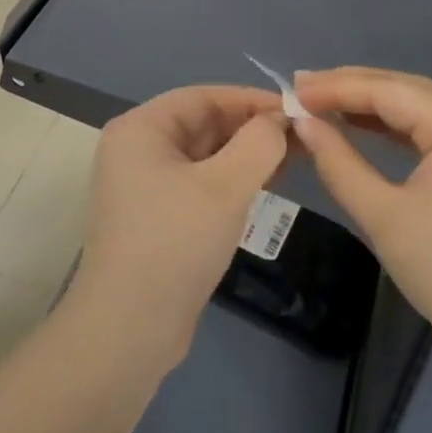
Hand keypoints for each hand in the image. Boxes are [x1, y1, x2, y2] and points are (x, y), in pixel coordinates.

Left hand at [67, 86, 287, 369]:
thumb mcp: (225, 187)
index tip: (297, 110)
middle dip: (253, 129)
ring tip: (295, 159)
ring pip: (206, 155)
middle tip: (304, 138)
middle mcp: (138, 149)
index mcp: (141, 128)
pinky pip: (200, 183)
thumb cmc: (174, 244)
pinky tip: (266, 186)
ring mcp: (144, 185)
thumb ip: (259, 143)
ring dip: (247, 155)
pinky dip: (232, 181)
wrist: (127, 335)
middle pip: (204, 123)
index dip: (252, 100)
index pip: (205, 97)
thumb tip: (280, 121)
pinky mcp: (156, 218)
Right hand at [291, 67, 431, 379]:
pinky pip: (431, 127)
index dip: (336, 86)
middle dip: (351, 87)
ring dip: (370, 103)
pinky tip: (362, 127)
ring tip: (322, 103)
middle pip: (404, 88)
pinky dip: (394, 125)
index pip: (387, 89)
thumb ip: (339, 163)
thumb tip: (303, 123)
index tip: (291, 89)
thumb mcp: (385, 218)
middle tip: (301, 90)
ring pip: (417, 105)